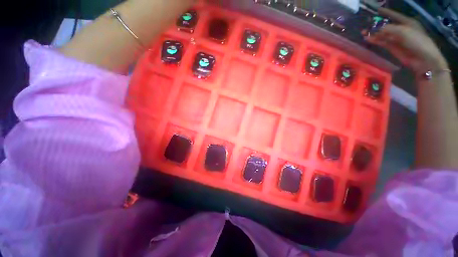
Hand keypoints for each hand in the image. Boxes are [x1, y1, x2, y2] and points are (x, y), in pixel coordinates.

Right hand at [366, 8, 448, 73]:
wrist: (422, 59)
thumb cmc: (417, 41)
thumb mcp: (403, 32)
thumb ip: (388, 29)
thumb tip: (374, 29)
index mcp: (406, 22)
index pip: (393, 15)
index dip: (385, 12)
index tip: (375, 10)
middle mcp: (401, 29)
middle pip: (387, 25)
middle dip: (376, 24)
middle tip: (365, 23)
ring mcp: (396, 39)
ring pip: (383, 34)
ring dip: (373, 33)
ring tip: (363, 32)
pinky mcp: (392, 48)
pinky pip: (382, 42)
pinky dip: (375, 40)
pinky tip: (368, 39)